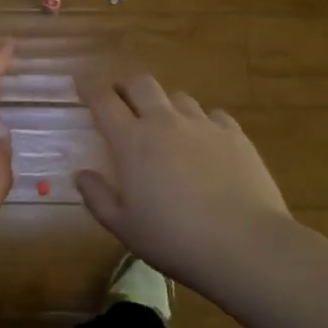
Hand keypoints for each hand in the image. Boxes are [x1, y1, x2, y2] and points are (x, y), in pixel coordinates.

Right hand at [76, 74, 292, 286]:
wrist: (245, 245)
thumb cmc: (174, 239)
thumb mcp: (124, 227)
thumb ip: (98, 197)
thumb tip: (81, 174)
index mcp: (132, 141)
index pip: (103, 100)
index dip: (90, 87)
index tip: (82, 83)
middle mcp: (165, 121)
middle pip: (141, 84)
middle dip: (126, 86)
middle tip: (121, 100)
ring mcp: (202, 124)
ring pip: (178, 97)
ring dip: (165, 106)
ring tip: (166, 126)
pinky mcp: (234, 134)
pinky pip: (213, 115)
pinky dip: (202, 122)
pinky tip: (205, 142)